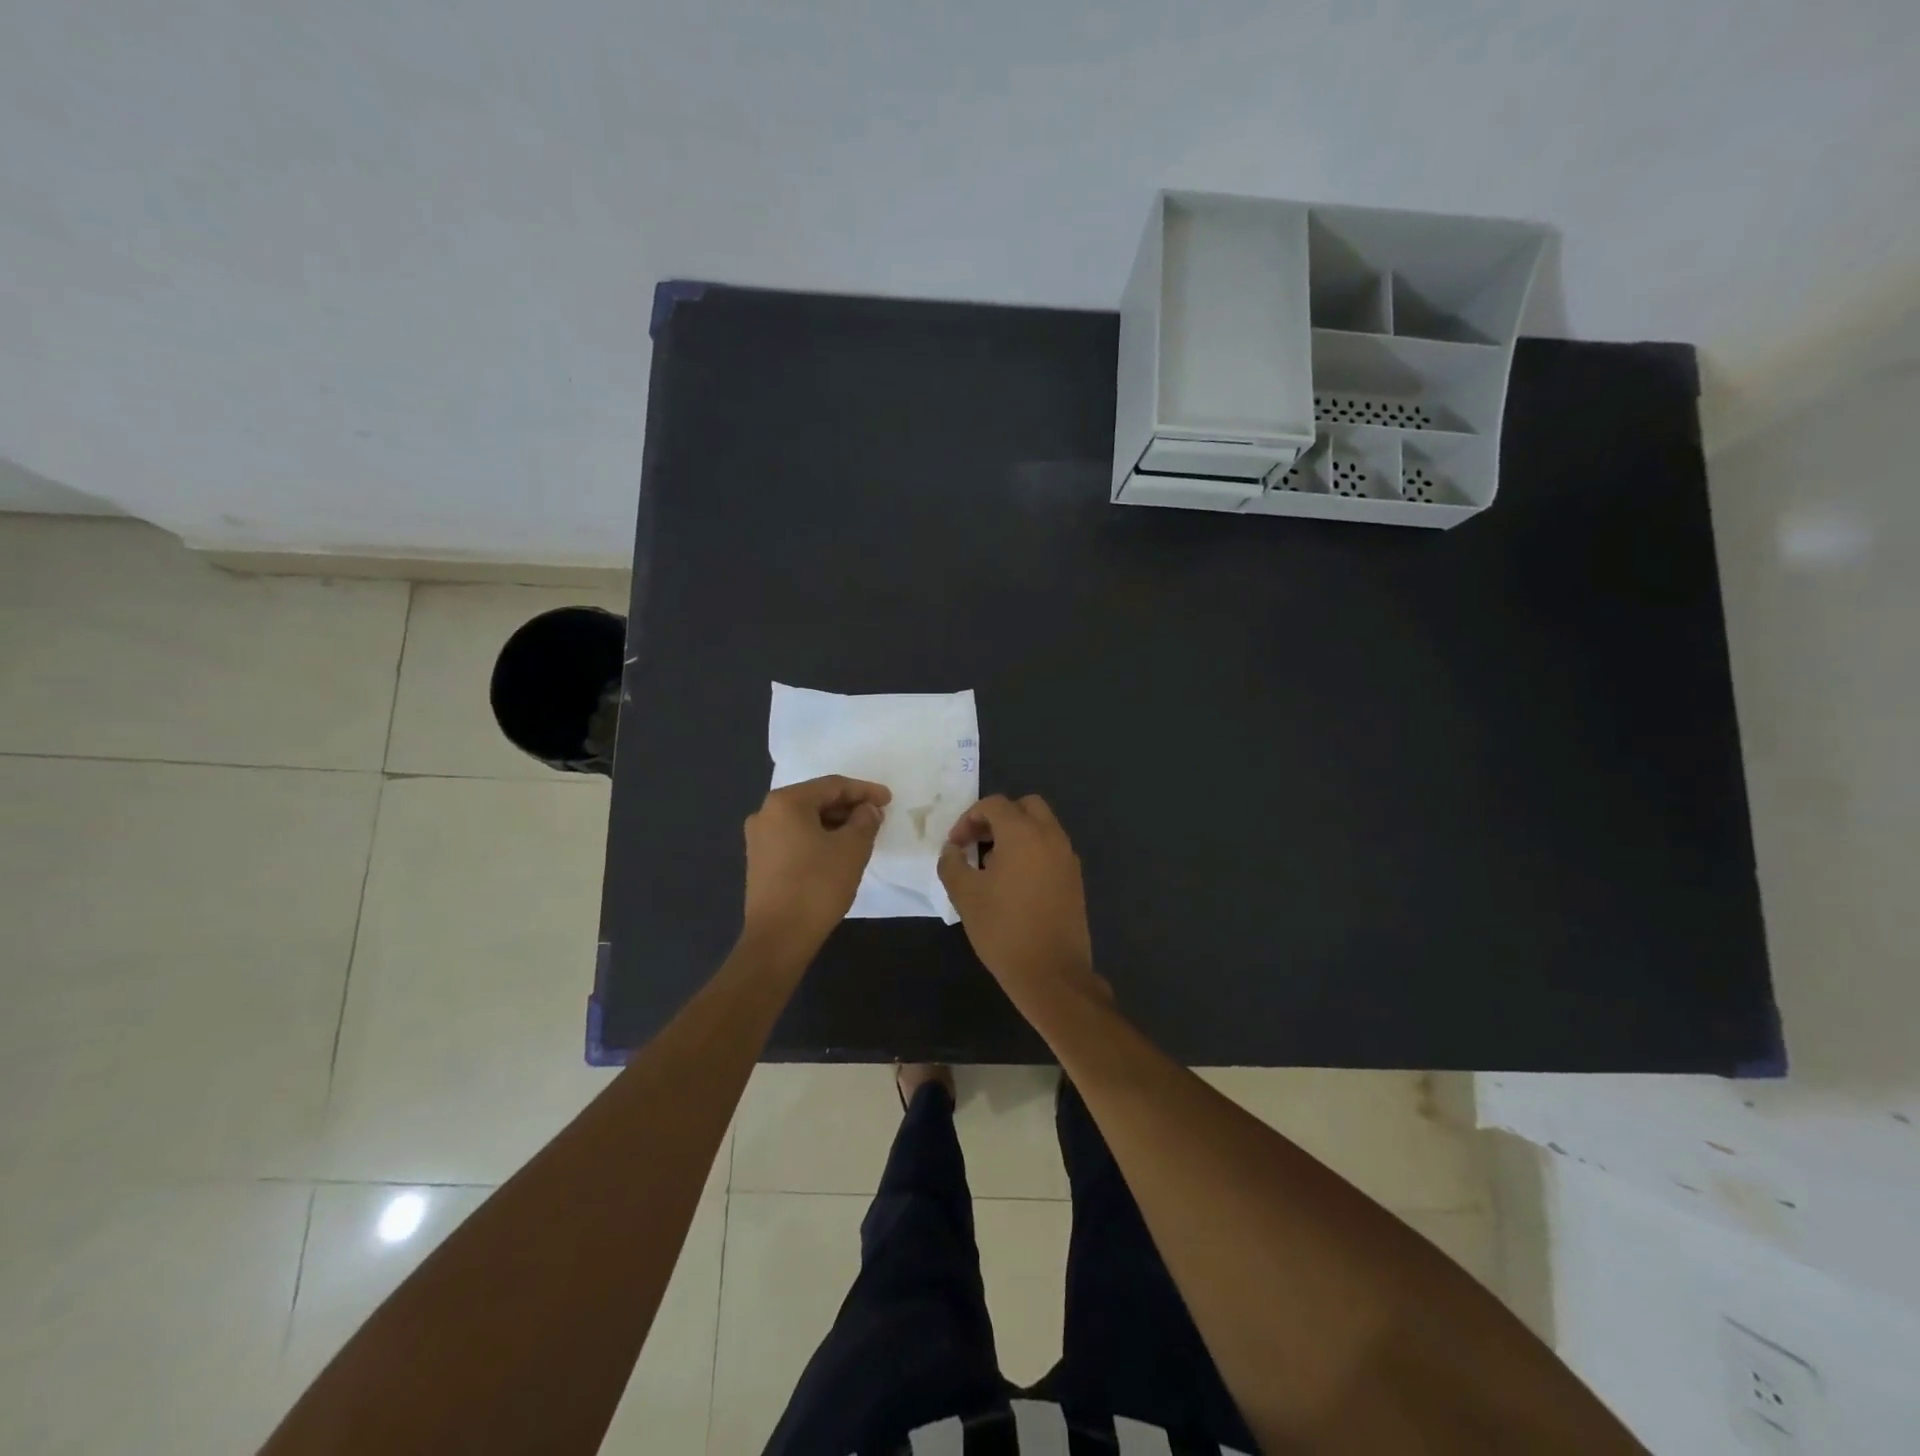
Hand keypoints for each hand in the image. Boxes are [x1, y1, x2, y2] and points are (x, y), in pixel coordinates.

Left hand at [742, 776, 890, 956]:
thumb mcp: (852, 849)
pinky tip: (837, 851)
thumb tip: (867, 810)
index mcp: (786, 802)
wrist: (779, 938)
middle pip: (816, 800)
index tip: (889, 800)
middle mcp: (766, 813)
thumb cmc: (817, 886)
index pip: (832, 785)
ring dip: (834, 823)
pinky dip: (818, 838)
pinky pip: (794, 837)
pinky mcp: (759, 861)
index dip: (864, 791)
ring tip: (862, 834)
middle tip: (876, 817)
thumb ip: (865, 820)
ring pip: (804, 820)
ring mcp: (758, 838)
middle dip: (848, 806)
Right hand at [938, 794, 1095, 999]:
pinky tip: (1015, 882)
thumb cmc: (1003, 930)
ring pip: (1042, 826)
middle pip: (1025, 806)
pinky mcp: (1075, 878)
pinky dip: (1033, 850)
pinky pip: (1052, 848)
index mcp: (1023, 833)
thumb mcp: (965, 896)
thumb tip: (952, 850)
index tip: (956, 845)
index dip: (969, 818)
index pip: (995, 804)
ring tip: (993, 864)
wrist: (1052, 973)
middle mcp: (1050, 836)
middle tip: (978, 842)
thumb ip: (952, 864)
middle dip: (998, 817)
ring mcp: (1067, 857)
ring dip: (1017, 833)